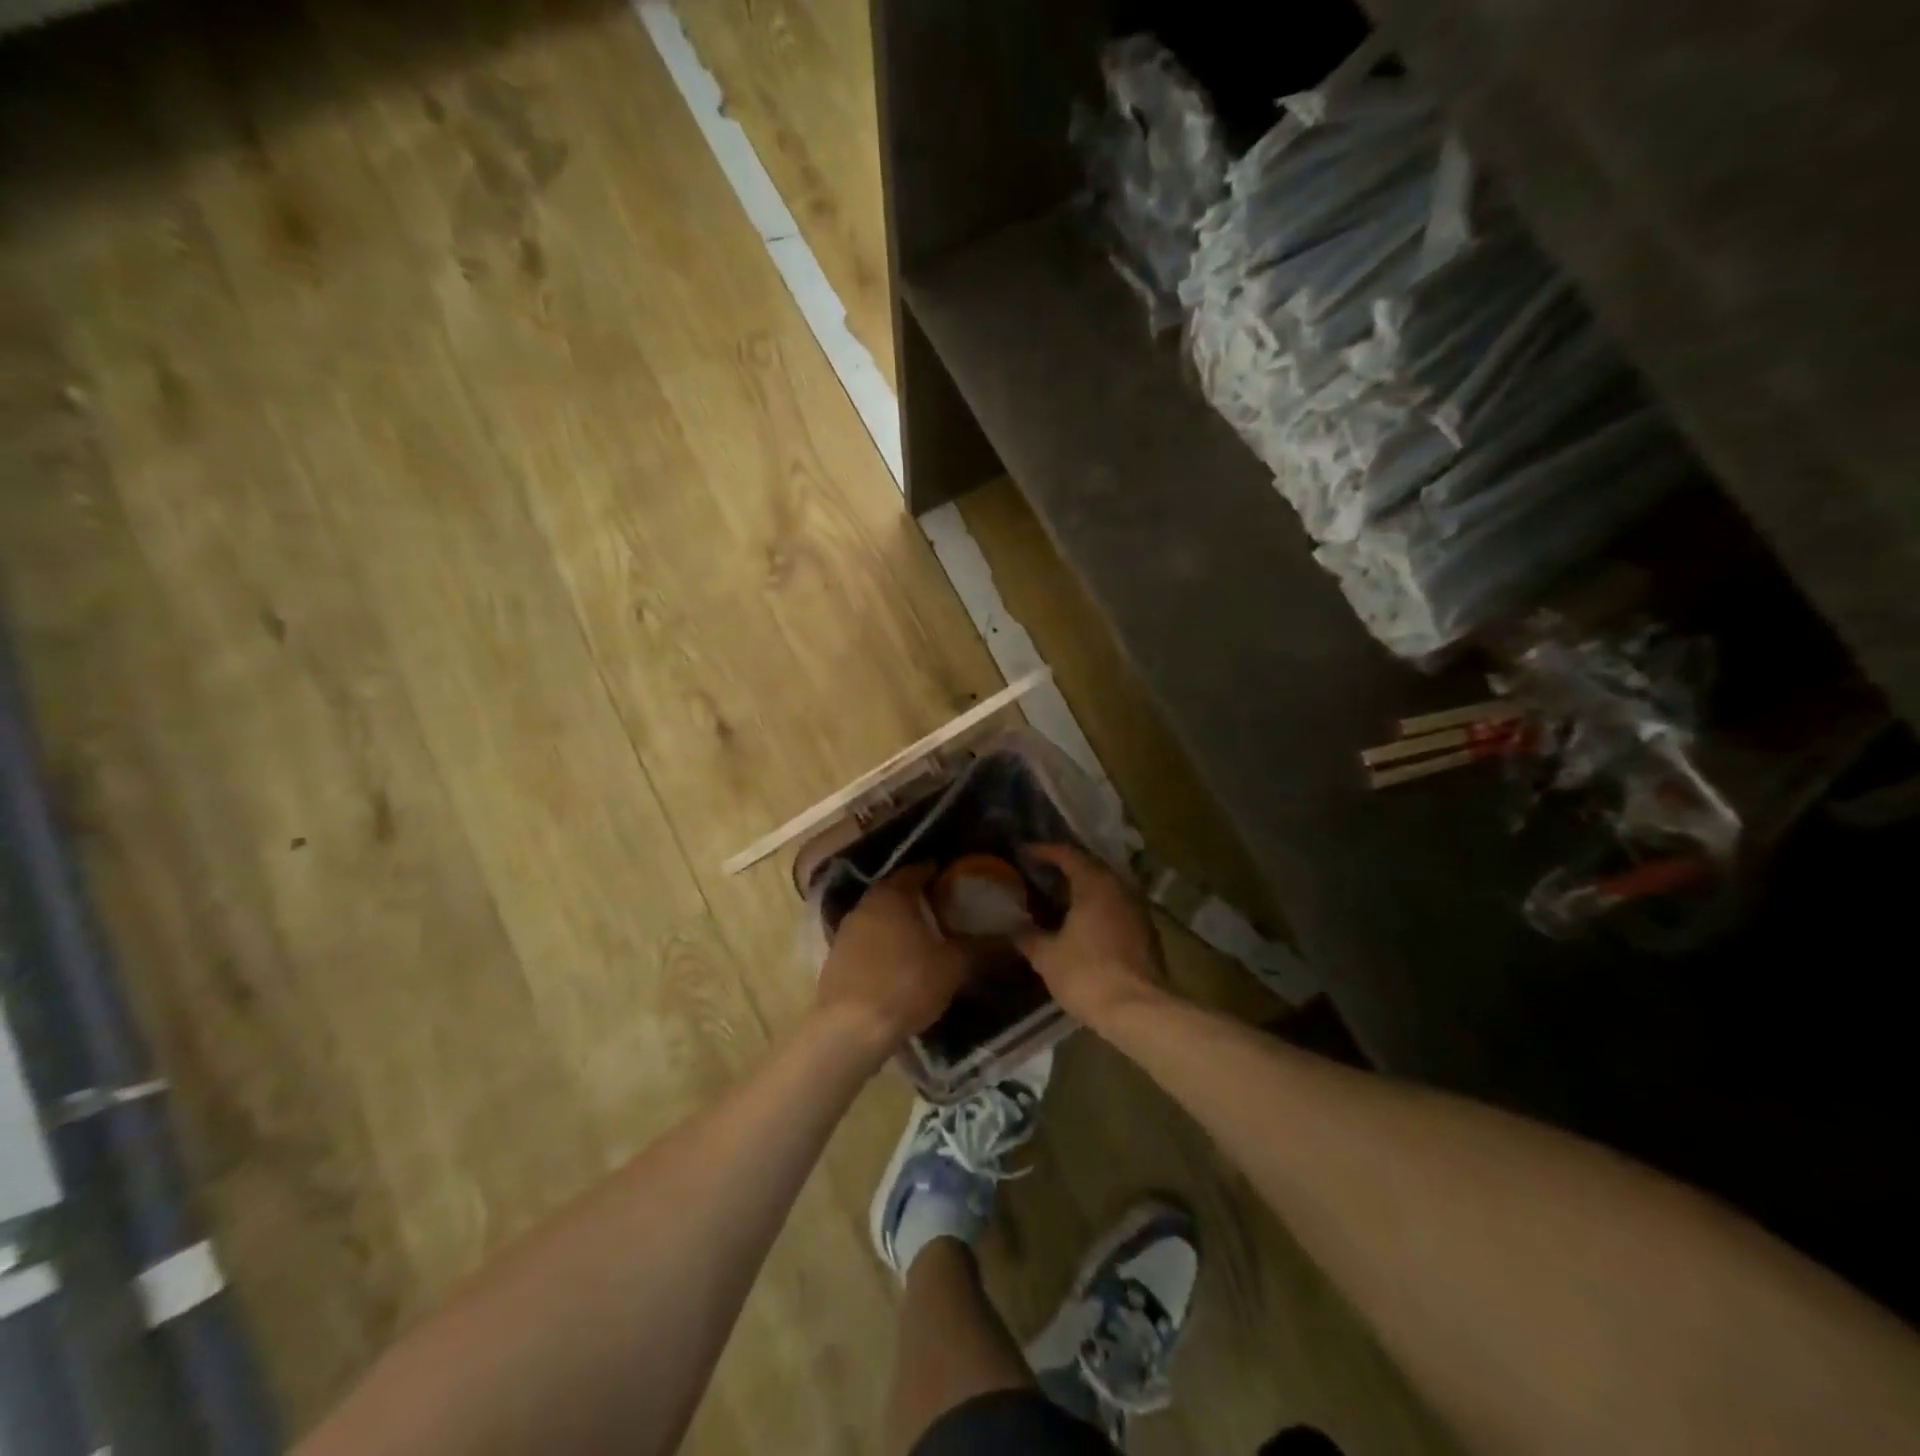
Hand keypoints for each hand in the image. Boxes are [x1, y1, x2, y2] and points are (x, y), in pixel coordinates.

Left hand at [816, 864, 970, 1060]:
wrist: (850, 1029)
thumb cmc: (905, 985)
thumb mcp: (952, 967)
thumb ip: (981, 948)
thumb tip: (1014, 936)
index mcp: (893, 894)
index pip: (917, 870)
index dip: (937, 872)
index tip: (955, 879)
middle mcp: (866, 904)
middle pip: (895, 891)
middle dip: (918, 897)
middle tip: (944, 907)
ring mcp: (846, 931)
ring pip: (879, 916)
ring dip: (899, 921)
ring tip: (924, 935)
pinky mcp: (836, 958)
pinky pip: (867, 940)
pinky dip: (884, 943)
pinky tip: (899, 961)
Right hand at [1016, 845, 1167, 1027]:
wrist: (1139, 1010)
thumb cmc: (1087, 974)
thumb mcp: (1047, 956)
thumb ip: (1029, 937)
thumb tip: (1015, 929)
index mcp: (1094, 884)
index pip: (1068, 854)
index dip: (1044, 851)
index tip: (1025, 853)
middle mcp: (1120, 889)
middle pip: (1091, 867)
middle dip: (1065, 869)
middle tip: (1040, 875)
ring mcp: (1138, 910)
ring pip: (1107, 889)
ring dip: (1083, 890)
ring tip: (1058, 899)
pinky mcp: (1147, 933)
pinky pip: (1117, 908)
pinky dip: (1098, 909)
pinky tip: (1082, 925)